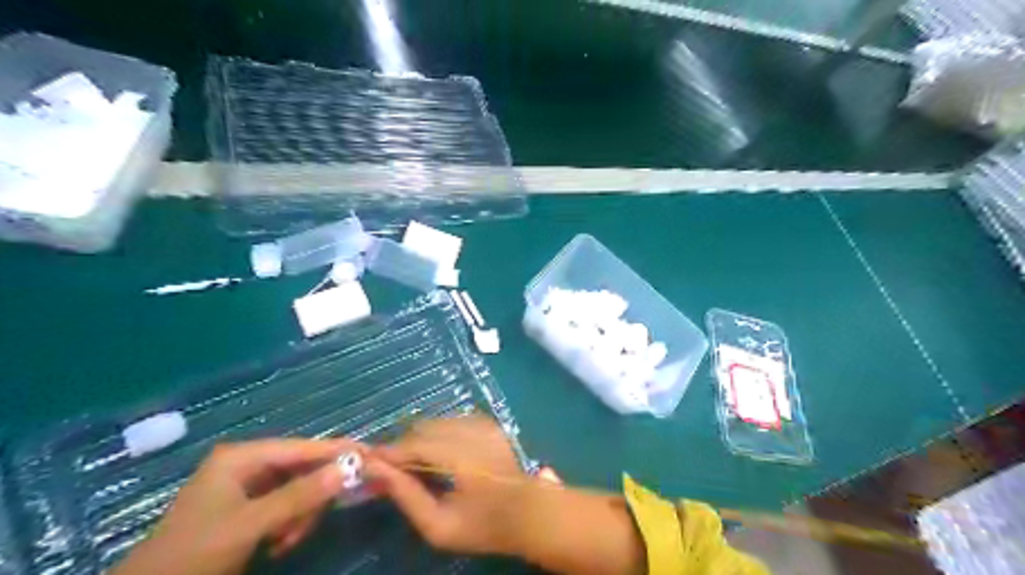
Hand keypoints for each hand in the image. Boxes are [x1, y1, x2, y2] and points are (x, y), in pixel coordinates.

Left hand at [111, 438, 358, 573]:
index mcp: (242, 457)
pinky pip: (286, 506)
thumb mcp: (249, 525)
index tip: (371, 454)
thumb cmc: (194, 554)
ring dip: (300, 515)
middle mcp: (247, 464)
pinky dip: (289, 524)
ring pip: (297, 490)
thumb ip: (299, 496)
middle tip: (318, 518)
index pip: (302, 446)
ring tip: (286, 541)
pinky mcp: (248, 508)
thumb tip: (348, 469)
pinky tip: (278, 544)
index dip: (336, 451)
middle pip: (302, 468)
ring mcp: (247, 487)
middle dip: (311, 496)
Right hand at [366, 416, 527, 555]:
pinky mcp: (488, 423)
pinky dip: (438, 434)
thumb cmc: (483, 525)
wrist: (529, 511)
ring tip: (413, 464)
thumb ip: (407, 496)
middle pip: (422, 429)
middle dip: (403, 446)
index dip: (388, 453)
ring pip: (436, 422)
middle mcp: (469, 431)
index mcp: (458, 456)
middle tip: (390, 468)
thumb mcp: (439, 525)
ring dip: (420, 439)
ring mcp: (481, 424)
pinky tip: (438, 454)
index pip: (412, 445)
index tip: (367, 463)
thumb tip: (376, 471)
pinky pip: (452, 421)